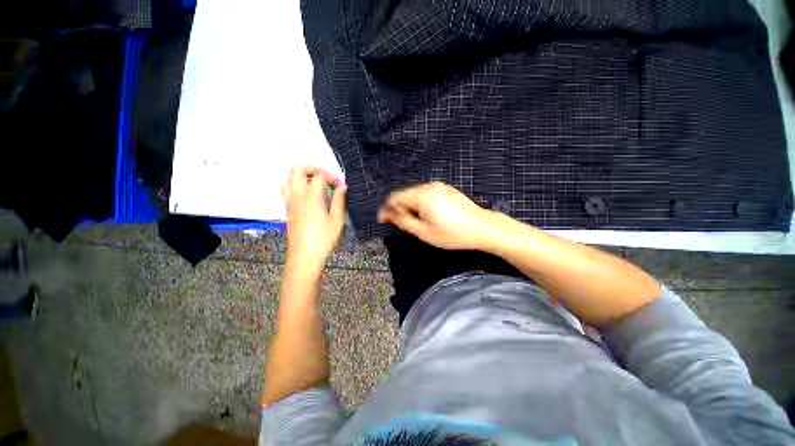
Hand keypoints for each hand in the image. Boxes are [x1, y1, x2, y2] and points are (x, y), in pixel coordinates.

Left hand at [281, 165, 346, 274]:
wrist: (304, 257)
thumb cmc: (323, 240)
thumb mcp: (337, 220)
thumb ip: (340, 200)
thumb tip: (343, 187)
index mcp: (311, 197)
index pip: (320, 176)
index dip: (332, 177)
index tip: (341, 186)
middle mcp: (297, 196)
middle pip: (297, 170)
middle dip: (312, 168)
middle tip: (325, 177)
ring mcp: (289, 202)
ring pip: (288, 177)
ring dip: (302, 175)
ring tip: (315, 182)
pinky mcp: (287, 209)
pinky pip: (286, 188)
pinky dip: (295, 184)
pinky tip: (306, 193)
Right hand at [377, 182, 492, 249]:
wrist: (482, 228)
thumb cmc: (452, 234)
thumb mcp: (424, 232)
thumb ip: (402, 221)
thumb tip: (386, 213)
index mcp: (422, 195)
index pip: (395, 197)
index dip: (388, 209)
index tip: (384, 221)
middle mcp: (429, 186)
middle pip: (405, 194)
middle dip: (399, 208)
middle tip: (402, 224)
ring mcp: (439, 186)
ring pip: (415, 193)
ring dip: (410, 206)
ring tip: (416, 221)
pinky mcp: (446, 189)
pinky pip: (426, 193)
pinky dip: (420, 203)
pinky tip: (428, 215)